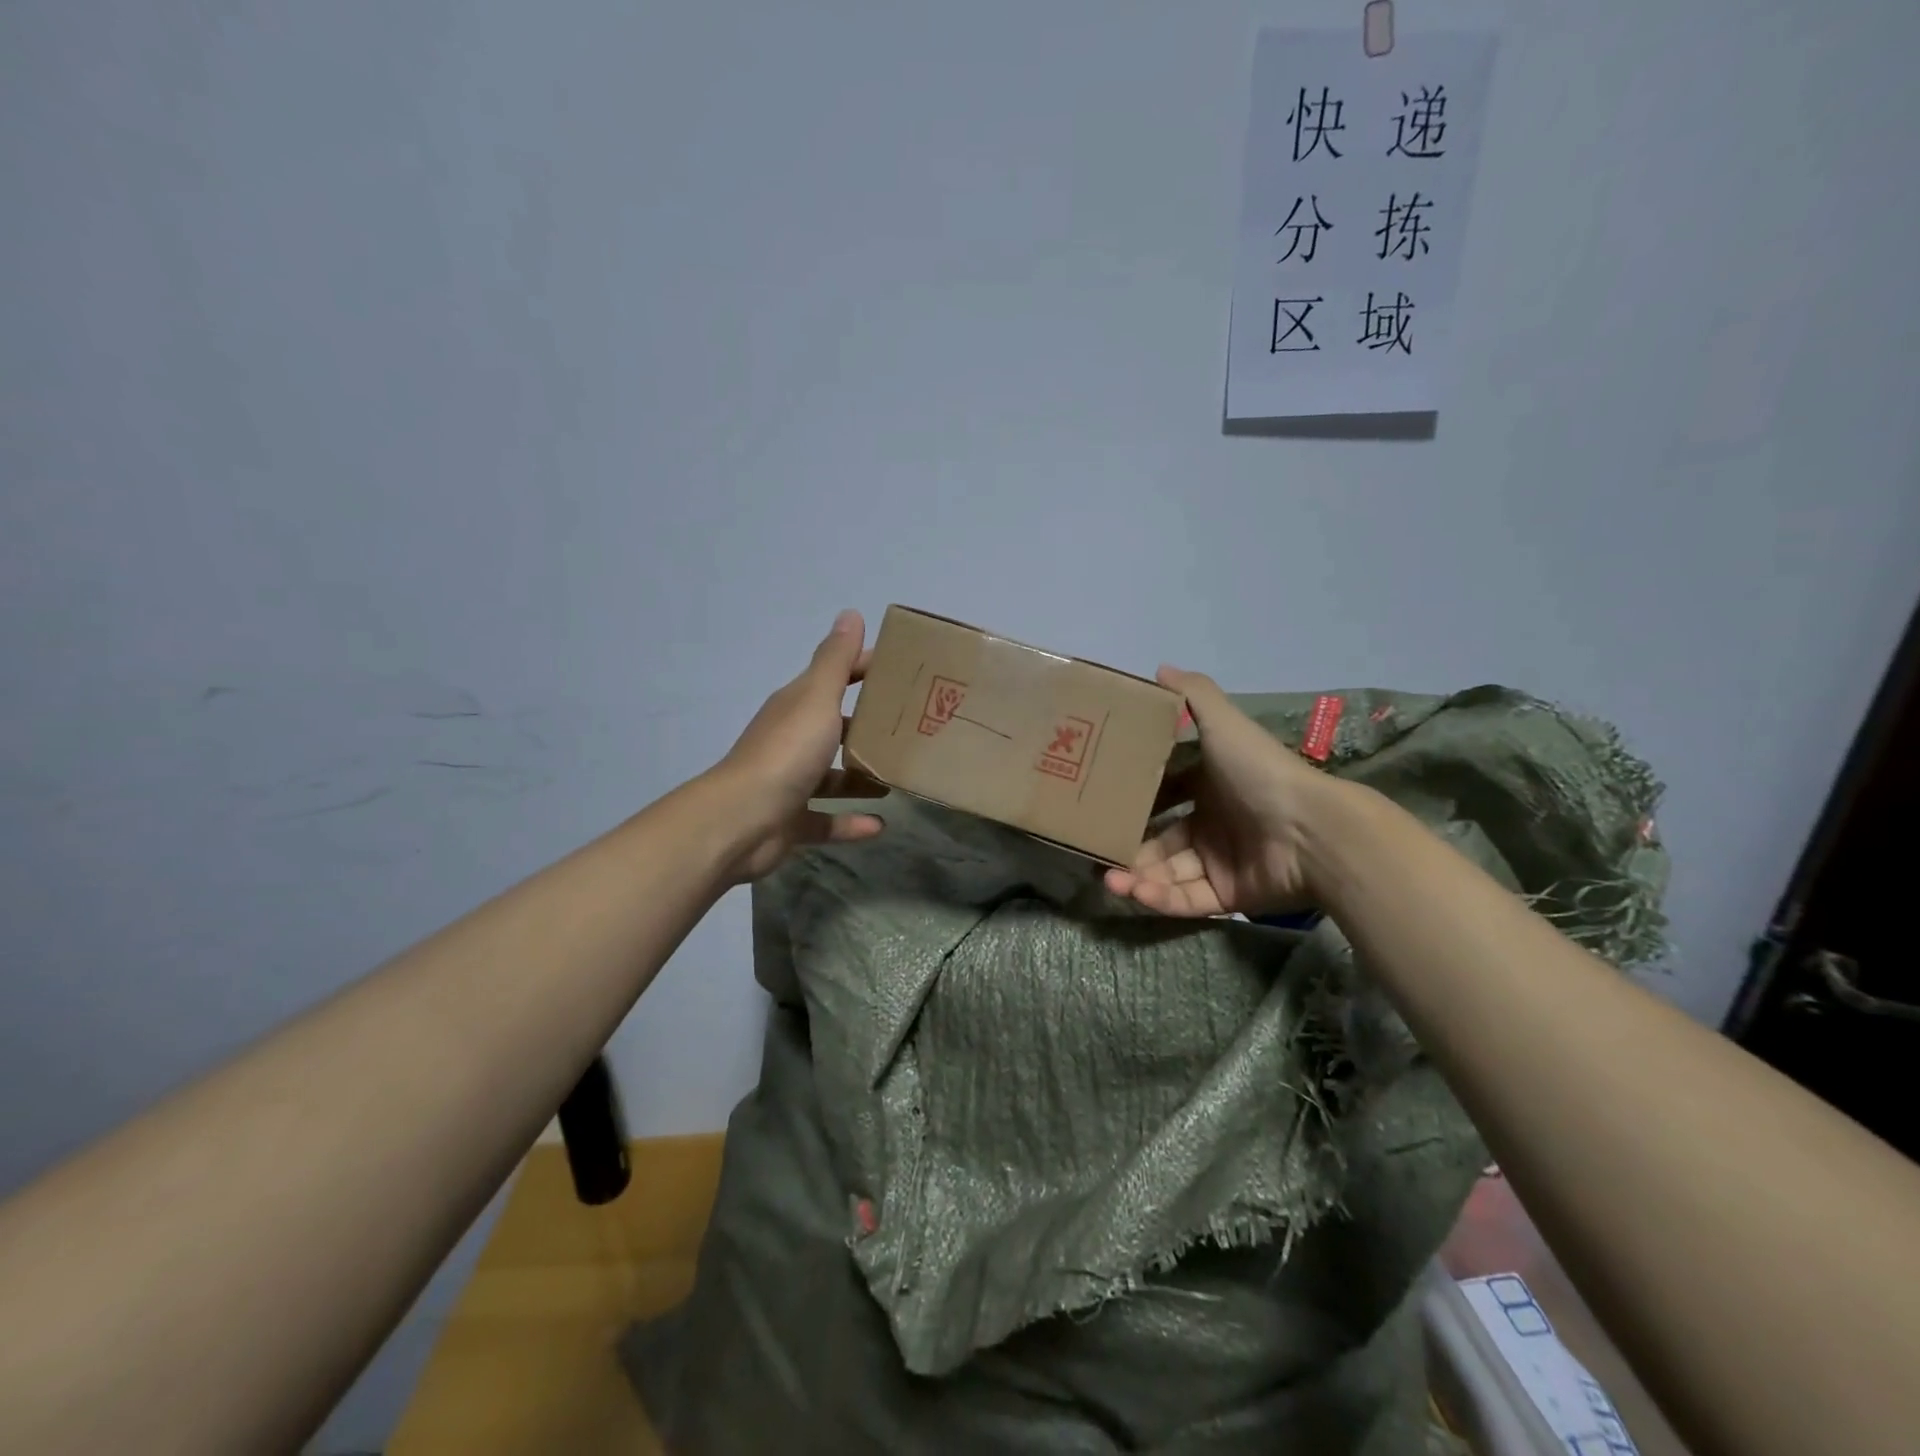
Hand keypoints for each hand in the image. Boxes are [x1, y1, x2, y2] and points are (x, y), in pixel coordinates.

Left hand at [711, 609, 886, 881]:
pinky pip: (826, 821)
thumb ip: (836, 660)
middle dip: (868, 727)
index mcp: (797, 706)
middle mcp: (792, 740)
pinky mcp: (791, 822)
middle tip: (912, 729)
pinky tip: (880, 824)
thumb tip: (851, 613)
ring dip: (861, 777)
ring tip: (898, 778)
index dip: (865, 668)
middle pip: (834, 726)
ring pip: (832, 776)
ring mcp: (790, 782)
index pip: (835, 676)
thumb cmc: (786, 751)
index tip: (905, 671)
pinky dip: (851, 822)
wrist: (742, 819)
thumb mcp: (816, 698)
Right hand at [1104, 667, 1347, 917]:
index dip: (1137, 799)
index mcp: (1211, 786)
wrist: (1311, 831)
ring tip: (1107, 880)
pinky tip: (1133, 892)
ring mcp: (1219, 863)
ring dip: (1135, 877)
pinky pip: (1184, 899)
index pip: (1166, 794)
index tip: (1102, 803)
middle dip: (1128, 846)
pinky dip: (1158, 898)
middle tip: (1095, 851)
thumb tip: (1159, 668)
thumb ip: (1193, 696)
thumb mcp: (1224, 725)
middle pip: (1159, 839)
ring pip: (1165, 873)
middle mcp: (1212, 824)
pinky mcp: (1226, 896)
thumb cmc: (1260, 774)